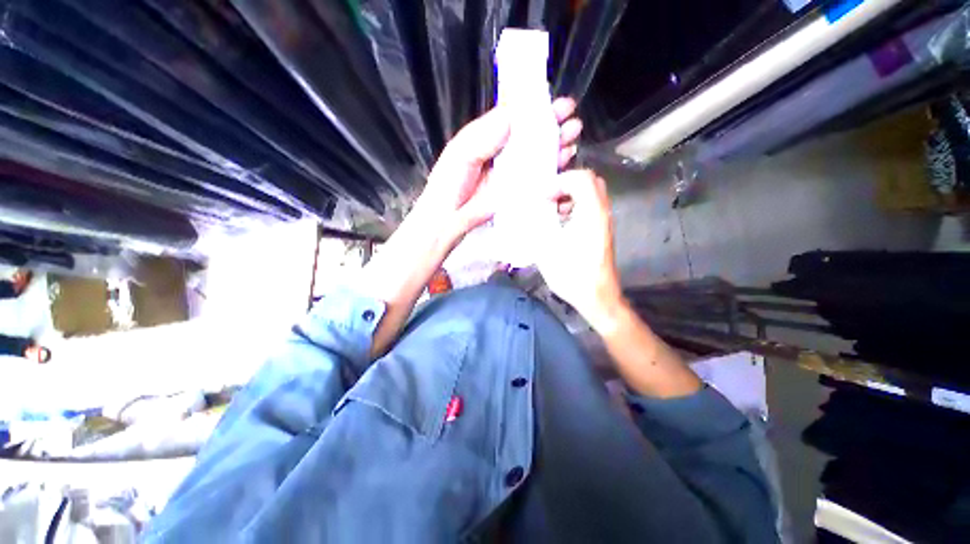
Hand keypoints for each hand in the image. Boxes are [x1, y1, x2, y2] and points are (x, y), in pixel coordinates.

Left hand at [415, 98, 583, 239]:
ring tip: (570, 149)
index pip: (520, 121)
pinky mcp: (518, 199)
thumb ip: (481, 135)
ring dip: (559, 155)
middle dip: (557, 132)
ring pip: (542, 164)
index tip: (561, 106)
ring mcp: (515, 179)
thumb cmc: (448, 185)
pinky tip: (564, 180)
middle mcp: (507, 157)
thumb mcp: (460, 154)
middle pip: (536, 141)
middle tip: (572, 127)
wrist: (447, 221)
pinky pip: (540, 189)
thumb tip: (510, 115)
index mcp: (492, 140)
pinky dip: (555, 185)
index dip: (541, 112)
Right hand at [535, 170, 623, 328]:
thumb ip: (536, 225)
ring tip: (551, 209)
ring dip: (570, 196)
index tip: (542, 196)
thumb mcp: (547, 250)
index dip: (559, 181)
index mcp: (590, 213)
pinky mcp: (602, 232)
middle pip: (589, 181)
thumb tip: (527, 210)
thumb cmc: (572, 275)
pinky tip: (560, 223)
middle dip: (566, 184)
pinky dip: (575, 206)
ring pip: (591, 194)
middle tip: (548, 196)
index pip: (581, 177)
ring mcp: (604, 222)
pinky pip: (590, 207)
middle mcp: (602, 213)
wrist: (597, 297)